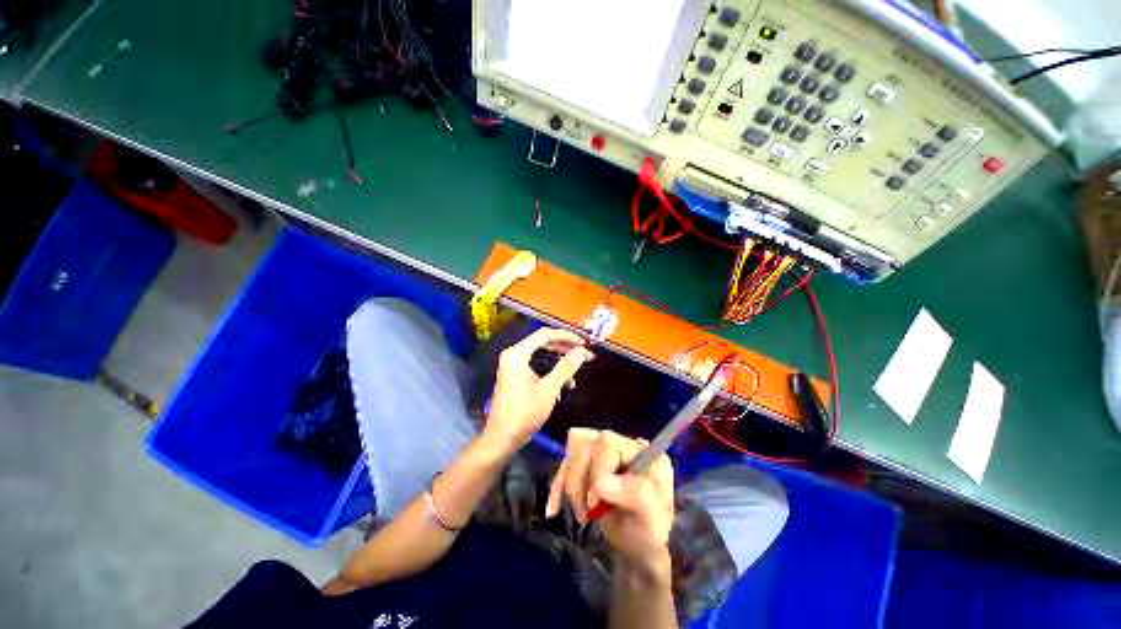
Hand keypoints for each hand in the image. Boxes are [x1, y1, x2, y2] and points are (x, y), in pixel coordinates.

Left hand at [484, 328, 593, 449]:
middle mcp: (514, 354)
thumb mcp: (549, 389)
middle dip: (565, 349)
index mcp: (517, 354)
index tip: (584, 343)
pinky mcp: (516, 375)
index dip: (566, 336)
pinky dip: (551, 372)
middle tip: (585, 356)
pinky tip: (563, 387)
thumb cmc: (524, 413)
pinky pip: (537, 365)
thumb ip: (566, 367)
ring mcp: (513, 365)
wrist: (502, 439)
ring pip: (542, 355)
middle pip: (543, 343)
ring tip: (575, 376)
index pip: (545, 335)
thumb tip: (582, 351)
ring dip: (559, 363)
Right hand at [547, 429, 674, 573]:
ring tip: (581, 515)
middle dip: (579, 479)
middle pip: (586, 443)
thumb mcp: (653, 519)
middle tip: (586, 512)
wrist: (639, 548)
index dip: (596, 469)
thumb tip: (601, 482)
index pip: (608, 442)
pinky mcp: (587, 465)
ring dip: (570, 484)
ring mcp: (602, 453)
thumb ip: (636, 495)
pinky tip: (556, 508)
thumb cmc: (650, 533)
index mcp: (640, 451)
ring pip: (572, 452)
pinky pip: (565, 464)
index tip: (595, 502)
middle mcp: (620, 445)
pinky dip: (558, 486)